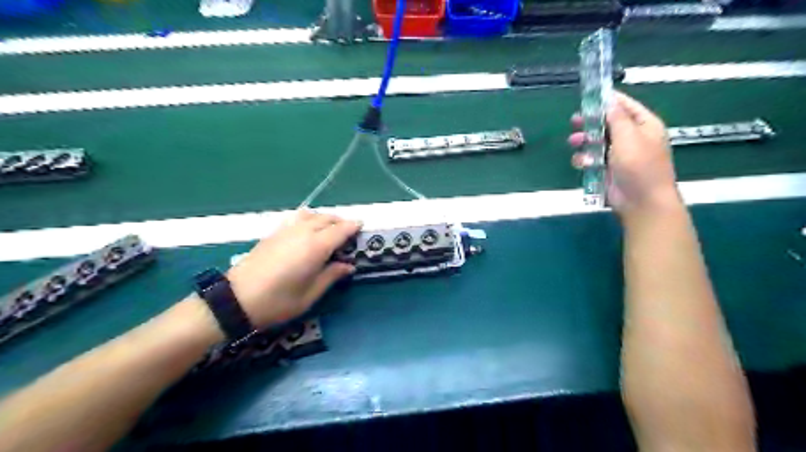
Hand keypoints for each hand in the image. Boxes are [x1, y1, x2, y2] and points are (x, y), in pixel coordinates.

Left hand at [228, 208, 363, 327]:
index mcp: (316, 247)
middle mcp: (303, 233)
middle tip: (349, 231)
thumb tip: (348, 266)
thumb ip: (331, 276)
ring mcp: (286, 230)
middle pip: (327, 219)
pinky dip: (308, 218)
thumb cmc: (278, 302)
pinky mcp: (273, 233)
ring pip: (311, 215)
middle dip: (340, 221)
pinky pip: (296, 218)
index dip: (353, 226)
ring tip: (330, 228)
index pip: (340, 230)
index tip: (362, 225)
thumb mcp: (310, 295)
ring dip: (324, 218)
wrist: (236, 300)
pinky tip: (307, 228)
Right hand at [565, 90, 679, 214]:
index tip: (589, 96)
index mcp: (643, 126)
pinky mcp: (605, 169)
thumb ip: (617, 117)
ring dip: (583, 141)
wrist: (641, 201)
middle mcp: (631, 138)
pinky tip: (583, 163)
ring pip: (595, 142)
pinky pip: (591, 159)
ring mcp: (617, 155)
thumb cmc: (639, 166)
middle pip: (606, 124)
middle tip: (574, 121)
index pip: (625, 106)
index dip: (608, 100)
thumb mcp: (629, 137)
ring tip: (575, 142)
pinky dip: (584, 159)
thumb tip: (609, 100)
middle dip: (590, 123)